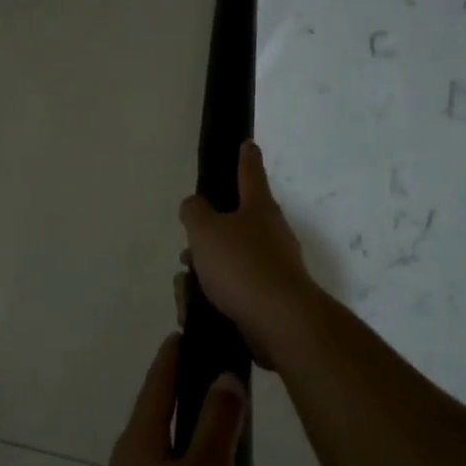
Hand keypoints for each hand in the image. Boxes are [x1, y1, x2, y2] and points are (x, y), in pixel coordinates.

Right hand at [179, 141, 318, 367]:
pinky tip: (197, 307)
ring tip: (186, 284)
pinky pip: (235, 289)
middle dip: (209, 234)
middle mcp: (272, 233)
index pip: (250, 174)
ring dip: (207, 268)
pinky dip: (215, 294)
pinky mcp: (270, 298)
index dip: (245, 159)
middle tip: (189, 246)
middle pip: (237, 223)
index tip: (248, 144)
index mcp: (259, 208)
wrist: (279, 321)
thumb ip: (195, 212)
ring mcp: (275, 267)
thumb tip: (196, 205)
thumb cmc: (241, 265)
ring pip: (232, 259)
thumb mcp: (206, 230)